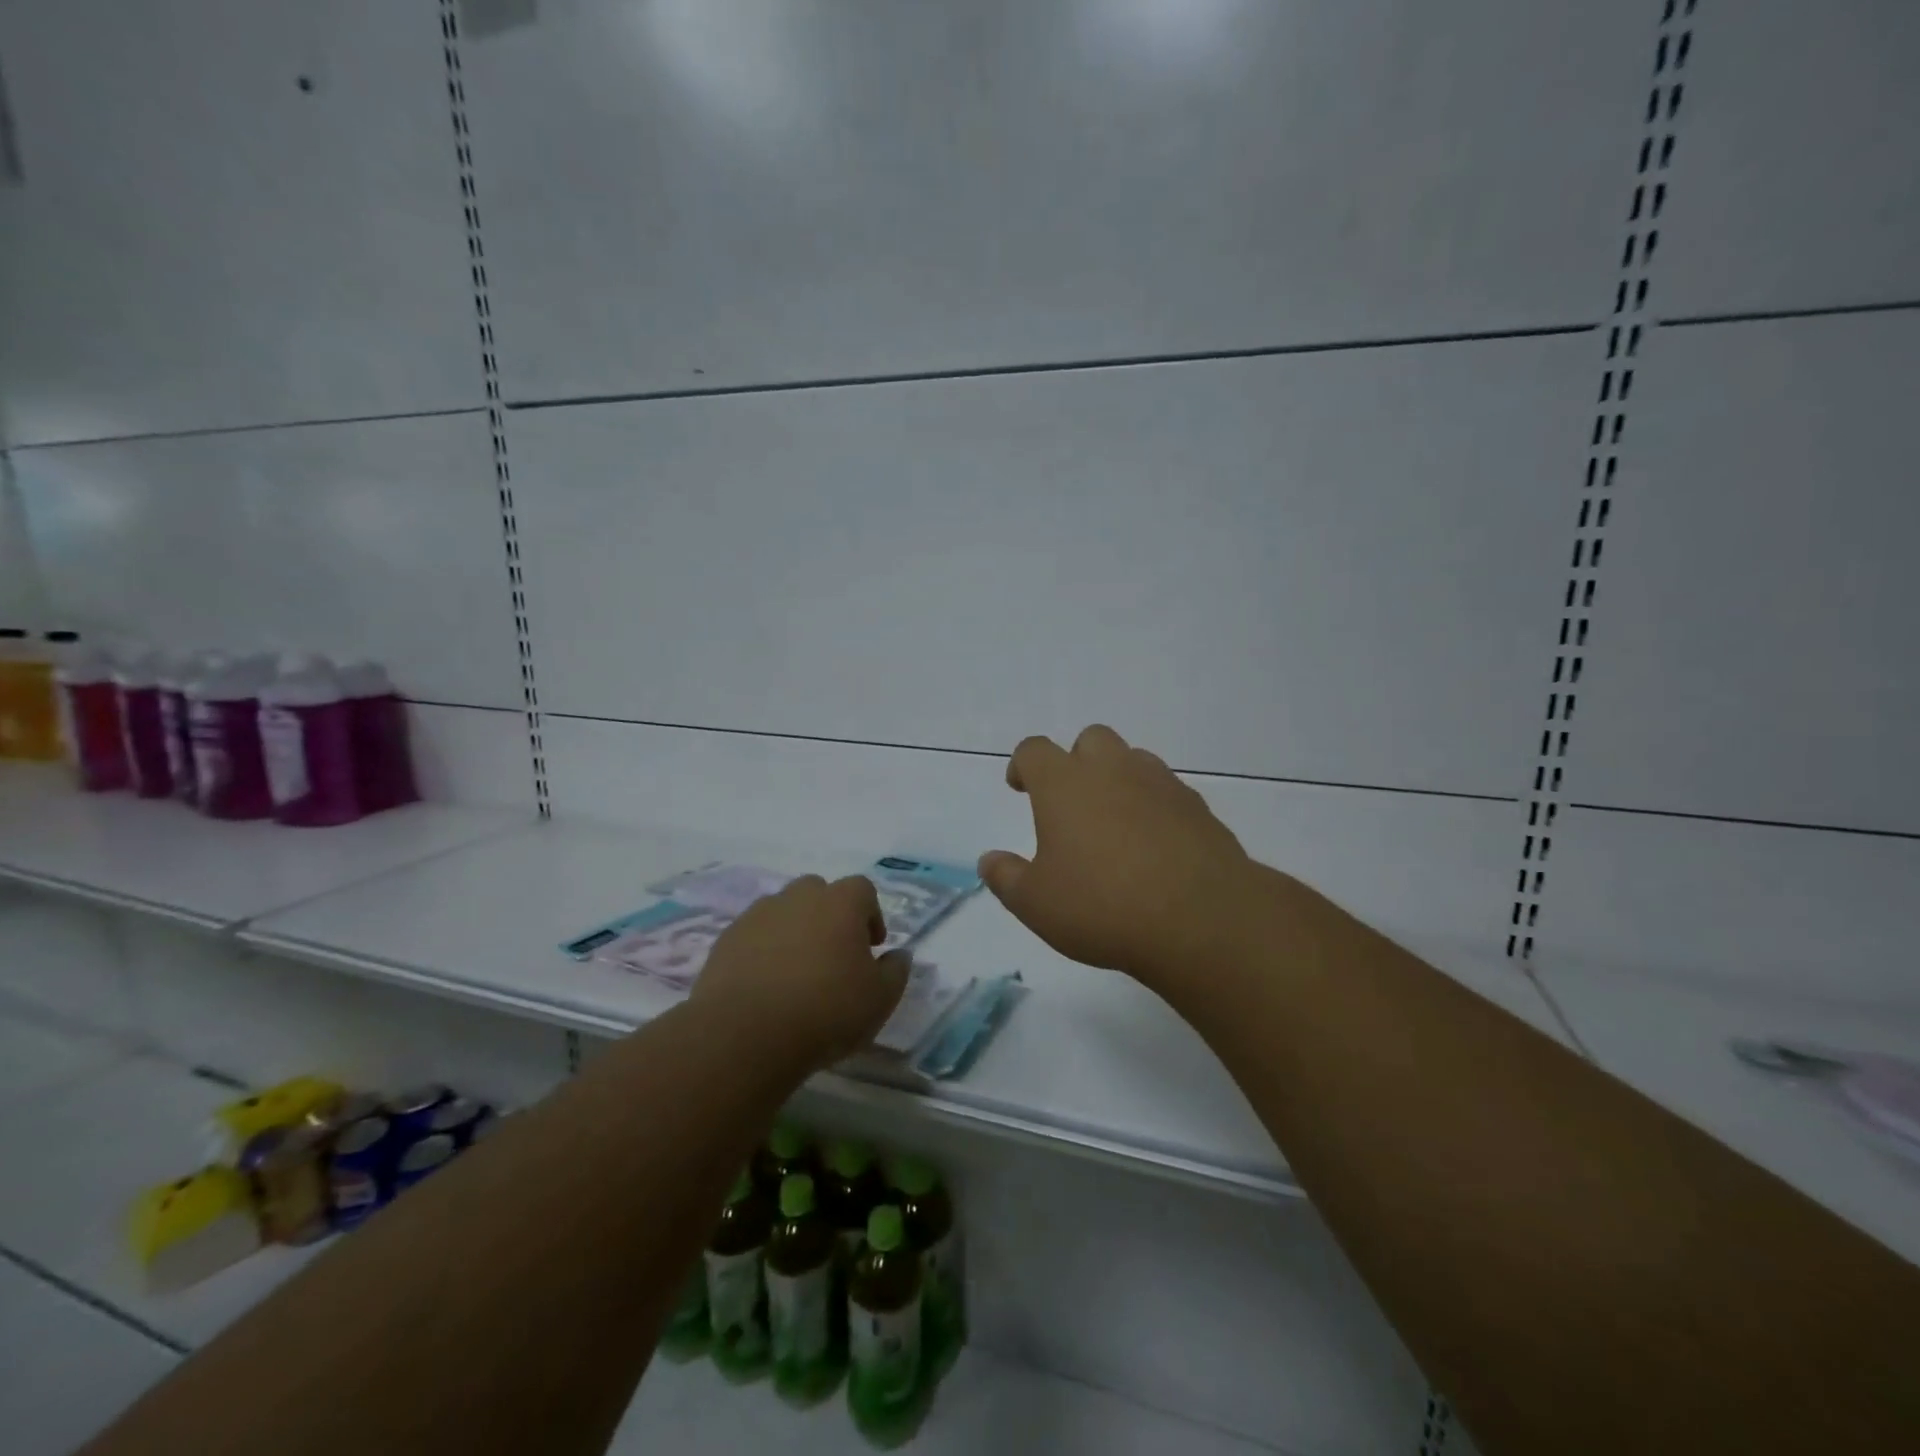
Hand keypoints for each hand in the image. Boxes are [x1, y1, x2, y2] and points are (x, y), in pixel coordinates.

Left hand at [689, 875, 908, 1069]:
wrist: (745, 1034)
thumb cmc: (826, 1011)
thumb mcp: (880, 999)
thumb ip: (896, 971)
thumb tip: (899, 954)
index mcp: (840, 902)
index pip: (862, 889)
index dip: (871, 914)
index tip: (871, 947)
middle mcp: (798, 897)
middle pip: (819, 892)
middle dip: (830, 916)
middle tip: (834, 955)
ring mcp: (758, 915)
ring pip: (784, 911)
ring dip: (795, 931)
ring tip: (797, 973)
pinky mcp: (726, 939)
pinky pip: (754, 935)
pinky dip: (763, 950)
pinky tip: (766, 985)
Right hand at [979, 725, 1261, 990]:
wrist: (1200, 919)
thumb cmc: (1102, 906)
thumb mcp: (1035, 903)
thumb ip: (1006, 877)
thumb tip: (989, 860)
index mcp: (1064, 784)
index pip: (1034, 750)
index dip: (1022, 765)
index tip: (1019, 787)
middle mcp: (1112, 770)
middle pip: (1089, 740)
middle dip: (1075, 761)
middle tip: (1070, 803)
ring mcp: (1160, 784)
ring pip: (1133, 759)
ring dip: (1117, 779)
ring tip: (1113, 824)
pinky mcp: (1197, 807)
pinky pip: (1167, 791)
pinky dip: (1153, 806)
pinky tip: (1153, 845)